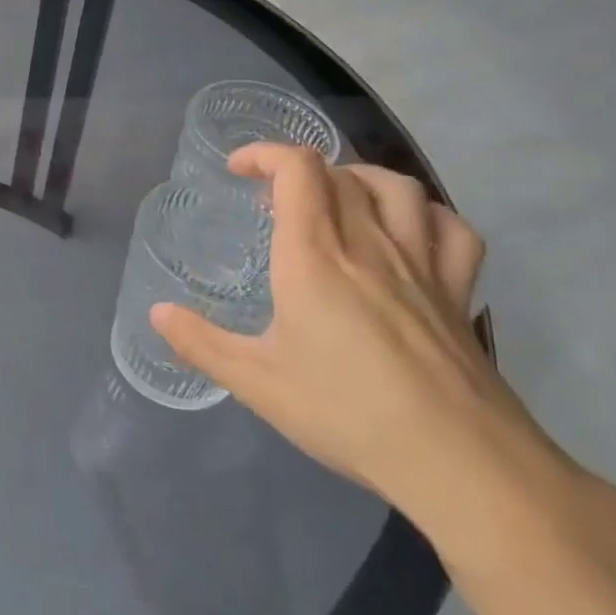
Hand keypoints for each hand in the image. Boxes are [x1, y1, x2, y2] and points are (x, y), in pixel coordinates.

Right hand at [151, 144, 560, 541]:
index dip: (265, 154)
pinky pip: (451, 229)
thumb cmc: (346, 413)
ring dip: (360, 178)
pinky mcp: (458, 292)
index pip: (297, 171)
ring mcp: (422, 265)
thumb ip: (200, 343)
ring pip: (398, 188)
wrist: (457, 460)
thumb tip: (157, 313)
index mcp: (314, 258)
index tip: (238, 169)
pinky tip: (408, 230)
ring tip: (337, 197)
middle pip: (340, 174)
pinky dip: (425, 214)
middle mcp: (369, 245)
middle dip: (299, 170)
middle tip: (272, 198)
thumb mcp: (256, 382)